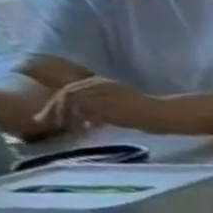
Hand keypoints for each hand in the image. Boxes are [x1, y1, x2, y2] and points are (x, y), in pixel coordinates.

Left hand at [35, 77, 185, 134]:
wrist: (169, 115)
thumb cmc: (153, 116)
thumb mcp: (122, 110)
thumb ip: (104, 111)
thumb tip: (87, 121)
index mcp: (100, 84)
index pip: (70, 92)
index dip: (57, 105)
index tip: (51, 118)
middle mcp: (97, 84)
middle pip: (66, 95)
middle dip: (53, 109)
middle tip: (44, 123)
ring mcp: (102, 91)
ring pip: (71, 100)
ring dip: (62, 114)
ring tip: (61, 128)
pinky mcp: (108, 100)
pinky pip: (84, 108)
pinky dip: (78, 118)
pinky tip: (79, 129)